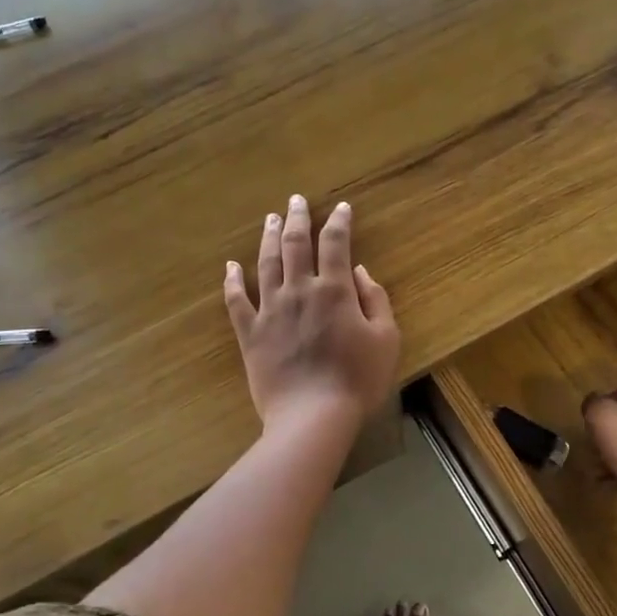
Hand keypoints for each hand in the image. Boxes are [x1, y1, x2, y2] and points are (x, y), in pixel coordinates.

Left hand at [224, 196, 400, 433]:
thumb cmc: (358, 380)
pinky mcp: (249, 333)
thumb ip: (375, 300)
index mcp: (334, 290)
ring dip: (269, 237)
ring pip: (266, 263)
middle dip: (298, 218)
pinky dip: (232, 281)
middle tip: (296, 200)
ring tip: (271, 219)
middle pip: (295, 244)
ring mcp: (270, 310)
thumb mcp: (385, 339)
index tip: (342, 208)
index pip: (335, 244)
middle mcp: (299, 290)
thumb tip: (359, 271)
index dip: (339, 222)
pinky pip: (236, 300)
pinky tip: (230, 266)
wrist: (312, 416)